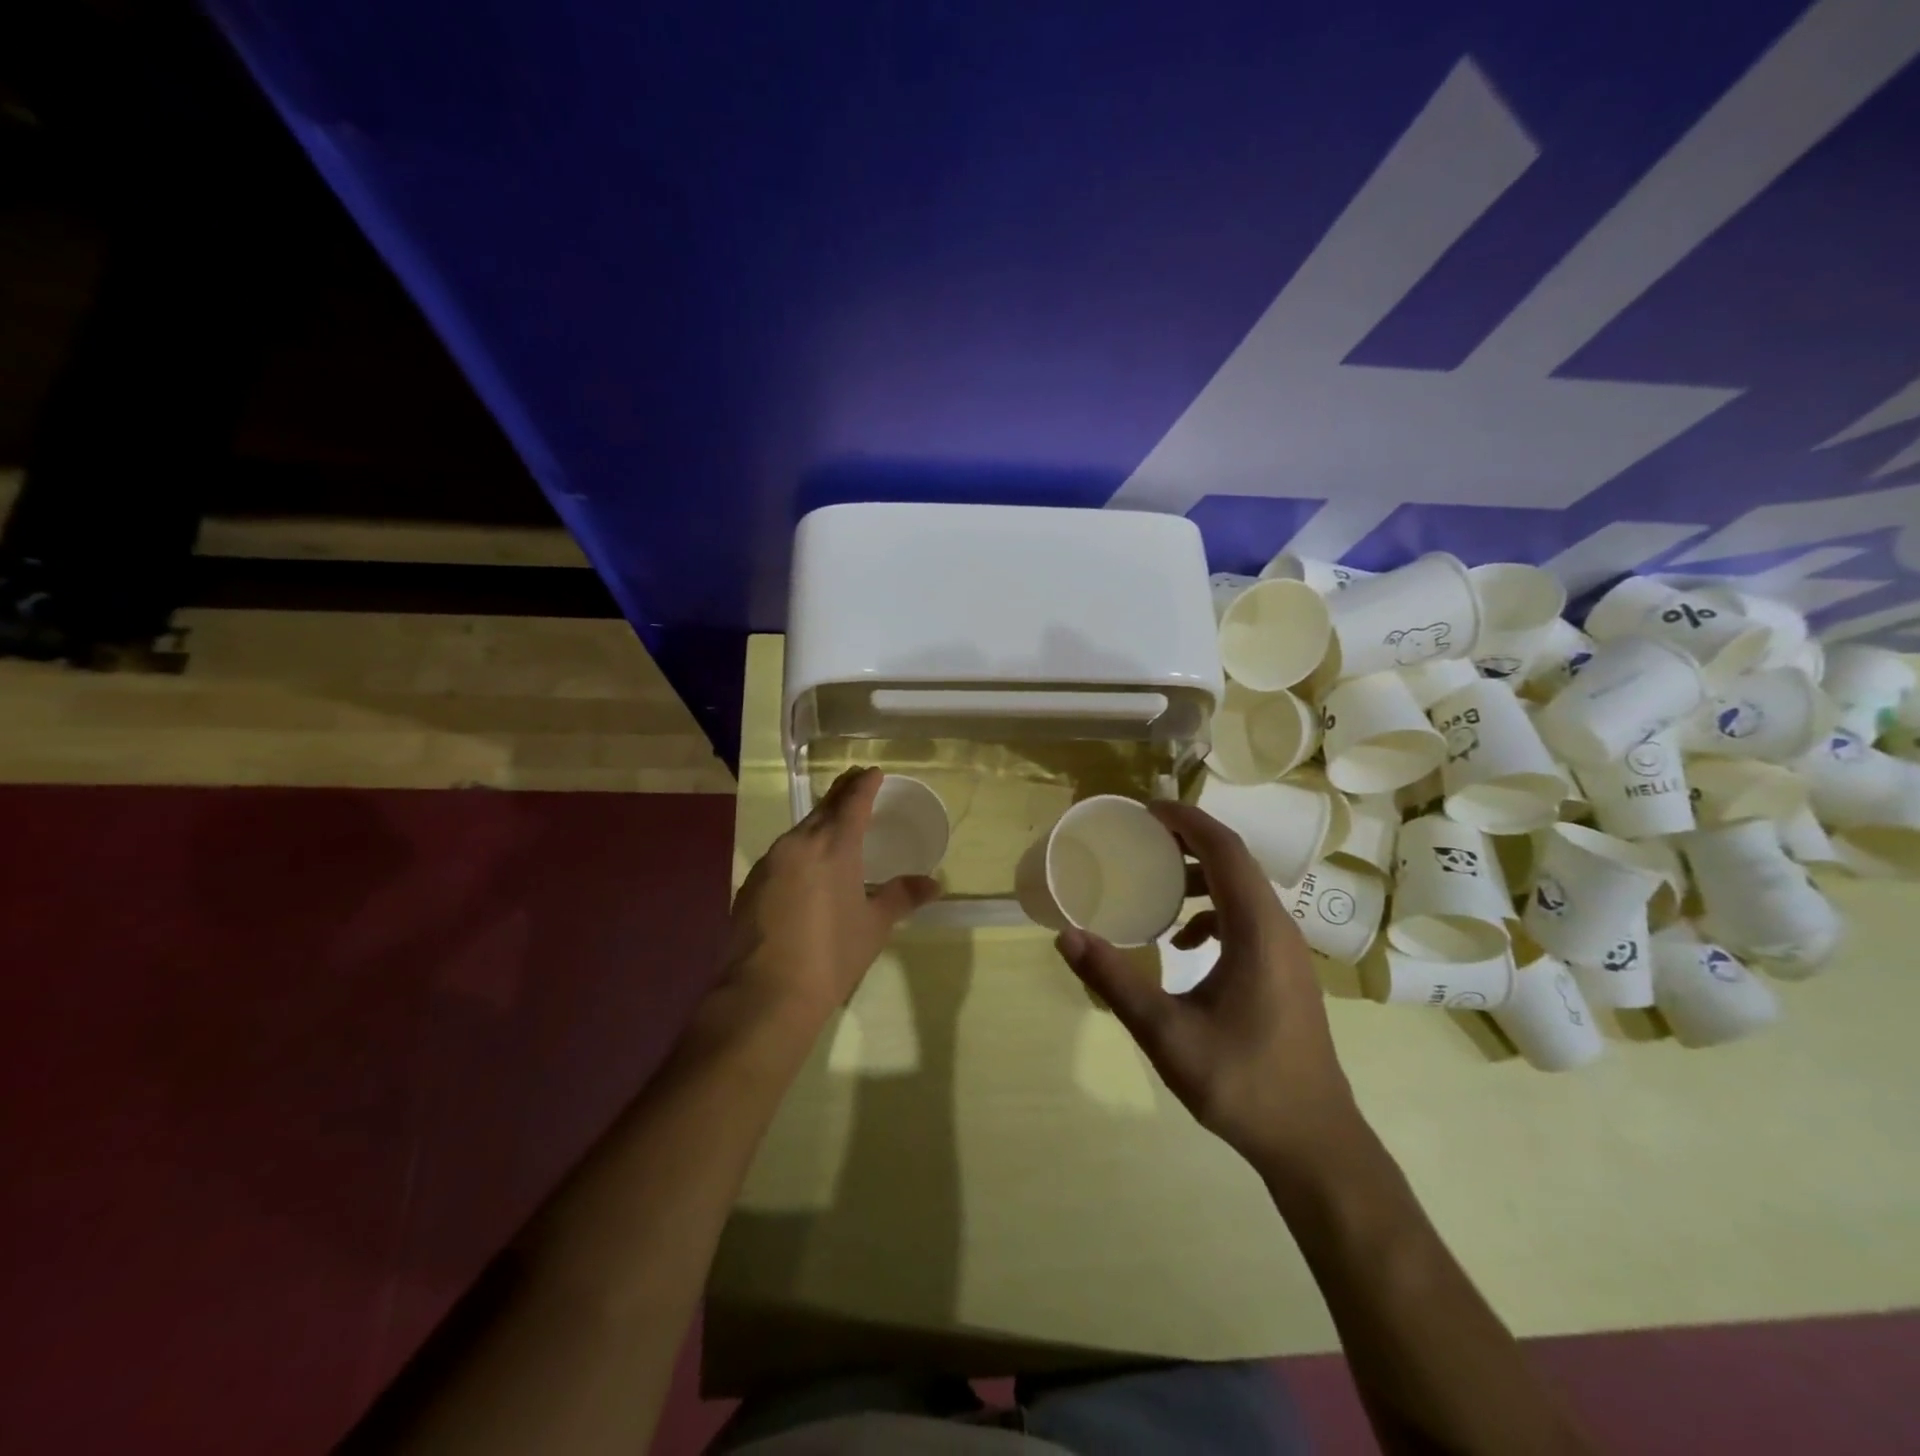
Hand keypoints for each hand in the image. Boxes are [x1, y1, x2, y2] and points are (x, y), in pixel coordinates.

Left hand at [720, 767, 941, 1023]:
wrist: (766, 994)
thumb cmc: (831, 956)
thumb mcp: (874, 925)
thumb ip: (901, 896)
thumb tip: (933, 883)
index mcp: (833, 846)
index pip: (852, 802)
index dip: (864, 785)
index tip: (873, 772)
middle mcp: (798, 844)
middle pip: (823, 808)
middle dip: (841, 794)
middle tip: (855, 784)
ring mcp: (769, 863)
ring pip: (799, 831)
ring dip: (819, 822)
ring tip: (834, 824)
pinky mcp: (751, 884)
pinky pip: (782, 854)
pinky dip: (800, 849)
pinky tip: (806, 866)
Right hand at [1055, 802, 1360, 1171]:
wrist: (1313, 1141)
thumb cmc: (1242, 1082)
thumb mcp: (1166, 1031)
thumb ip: (1114, 979)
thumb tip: (1066, 936)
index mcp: (1257, 929)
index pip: (1224, 849)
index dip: (1185, 820)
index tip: (1143, 811)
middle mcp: (1278, 927)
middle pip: (1234, 861)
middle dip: (1187, 840)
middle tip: (1138, 837)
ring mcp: (1287, 950)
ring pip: (1242, 889)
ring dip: (1200, 874)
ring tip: (1155, 880)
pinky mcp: (1285, 970)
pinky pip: (1247, 918)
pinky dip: (1212, 911)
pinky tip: (1183, 942)